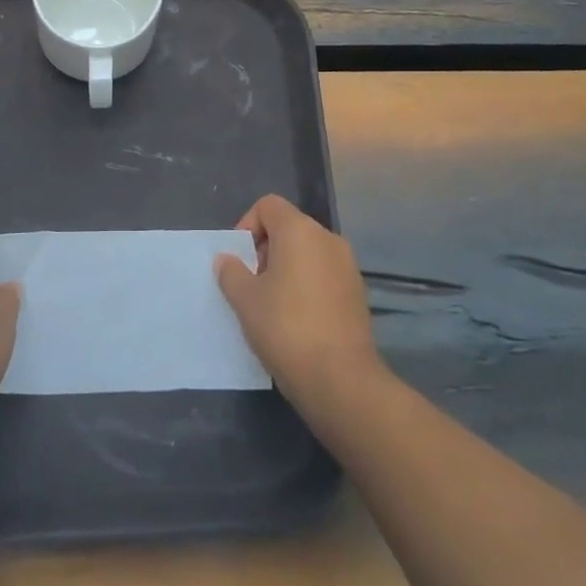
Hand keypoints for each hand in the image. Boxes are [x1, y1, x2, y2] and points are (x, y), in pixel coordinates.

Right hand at [216, 195, 381, 406]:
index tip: (239, 259)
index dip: (247, 225)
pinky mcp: (358, 293)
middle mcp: (328, 239)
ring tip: (271, 305)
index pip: (268, 206)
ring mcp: (348, 266)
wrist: (341, 380)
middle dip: (265, 249)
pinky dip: (306, 286)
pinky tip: (296, 320)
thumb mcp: (245, 300)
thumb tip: (227, 260)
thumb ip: (231, 272)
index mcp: (300, 230)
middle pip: (289, 228)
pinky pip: (324, 275)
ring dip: (286, 269)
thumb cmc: (286, 328)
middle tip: (251, 284)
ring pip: (307, 253)